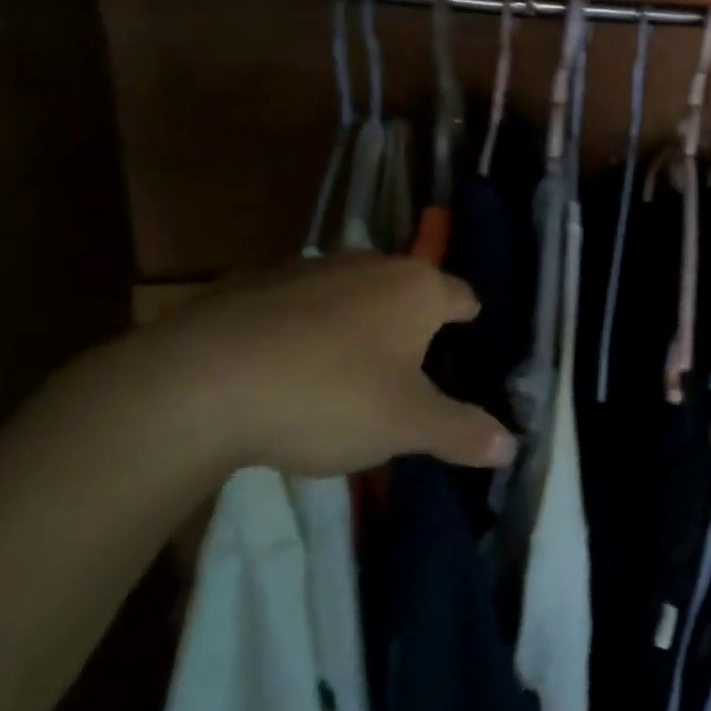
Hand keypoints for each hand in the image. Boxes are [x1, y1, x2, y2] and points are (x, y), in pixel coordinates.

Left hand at [55, 253, 514, 478]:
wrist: (198, 383)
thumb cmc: (328, 395)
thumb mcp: (406, 426)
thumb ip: (462, 432)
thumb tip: (513, 445)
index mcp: (416, 289)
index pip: (462, 296)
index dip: (469, 321)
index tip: (467, 344)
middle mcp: (370, 264)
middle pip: (407, 291)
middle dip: (412, 325)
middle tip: (411, 371)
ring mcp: (310, 268)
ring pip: (353, 294)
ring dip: (358, 325)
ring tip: (348, 373)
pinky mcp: (255, 283)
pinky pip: (301, 305)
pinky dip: (307, 328)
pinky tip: (287, 369)